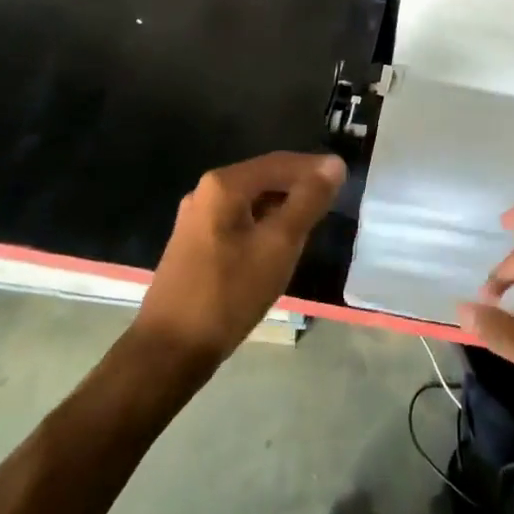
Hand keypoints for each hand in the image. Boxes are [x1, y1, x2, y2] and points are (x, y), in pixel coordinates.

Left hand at [135, 152, 344, 368]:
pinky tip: (278, 243)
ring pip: (251, 200)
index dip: (314, 168)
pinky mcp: (194, 243)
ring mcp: (197, 218)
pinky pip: (238, 219)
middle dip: (299, 186)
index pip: (280, 162)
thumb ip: (308, 200)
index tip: (344, 178)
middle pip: (264, 178)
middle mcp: (206, 191)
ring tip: (312, 221)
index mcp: (225, 184)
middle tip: (331, 201)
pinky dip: (263, 223)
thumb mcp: (279, 245)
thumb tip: (334, 164)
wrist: (169, 350)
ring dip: (282, 205)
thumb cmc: (229, 293)